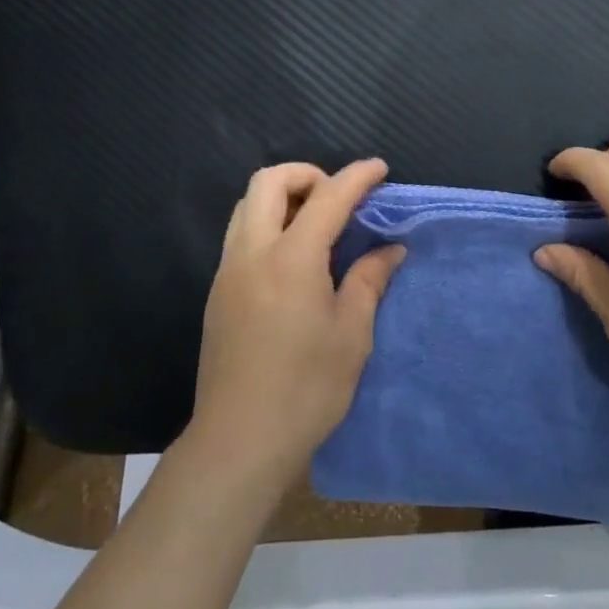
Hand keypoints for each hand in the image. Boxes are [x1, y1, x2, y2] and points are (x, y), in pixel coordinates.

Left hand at [191, 160, 404, 484]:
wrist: (239, 439)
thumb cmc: (306, 388)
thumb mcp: (351, 334)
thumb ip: (369, 280)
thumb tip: (390, 249)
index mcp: (291, 258)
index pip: (327, 197)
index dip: (357, 177)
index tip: (379, 169)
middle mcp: (252, 252)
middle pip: (268, 182)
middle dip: (307, 174)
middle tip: (337, 199)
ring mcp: (228, 270)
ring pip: (247, 205)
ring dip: (282, 197)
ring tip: (316, 225)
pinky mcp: (217, 291)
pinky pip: (240, 234)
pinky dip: (268, 223)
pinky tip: (292, 259)